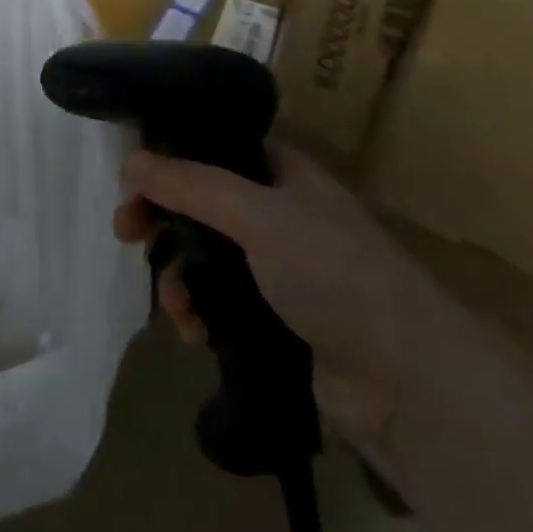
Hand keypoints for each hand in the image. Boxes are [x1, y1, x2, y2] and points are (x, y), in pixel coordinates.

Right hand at [113, 142, 450, 449]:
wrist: (408, 383)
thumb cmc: (335, 274)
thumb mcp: (258, 215)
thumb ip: (191, 185)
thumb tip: (129, 160)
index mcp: (283, 173)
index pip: (215, 148)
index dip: (172, 155)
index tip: (133, 176)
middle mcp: (278, 214)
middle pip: (201, 203)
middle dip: (162, 218)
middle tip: (125, 232)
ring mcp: (277, 270)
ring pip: (204, 257)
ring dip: (178, 276)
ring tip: (175, 305)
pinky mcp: (273, 320)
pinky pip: (217, 302)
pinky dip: (198, 312)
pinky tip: (195, 332)